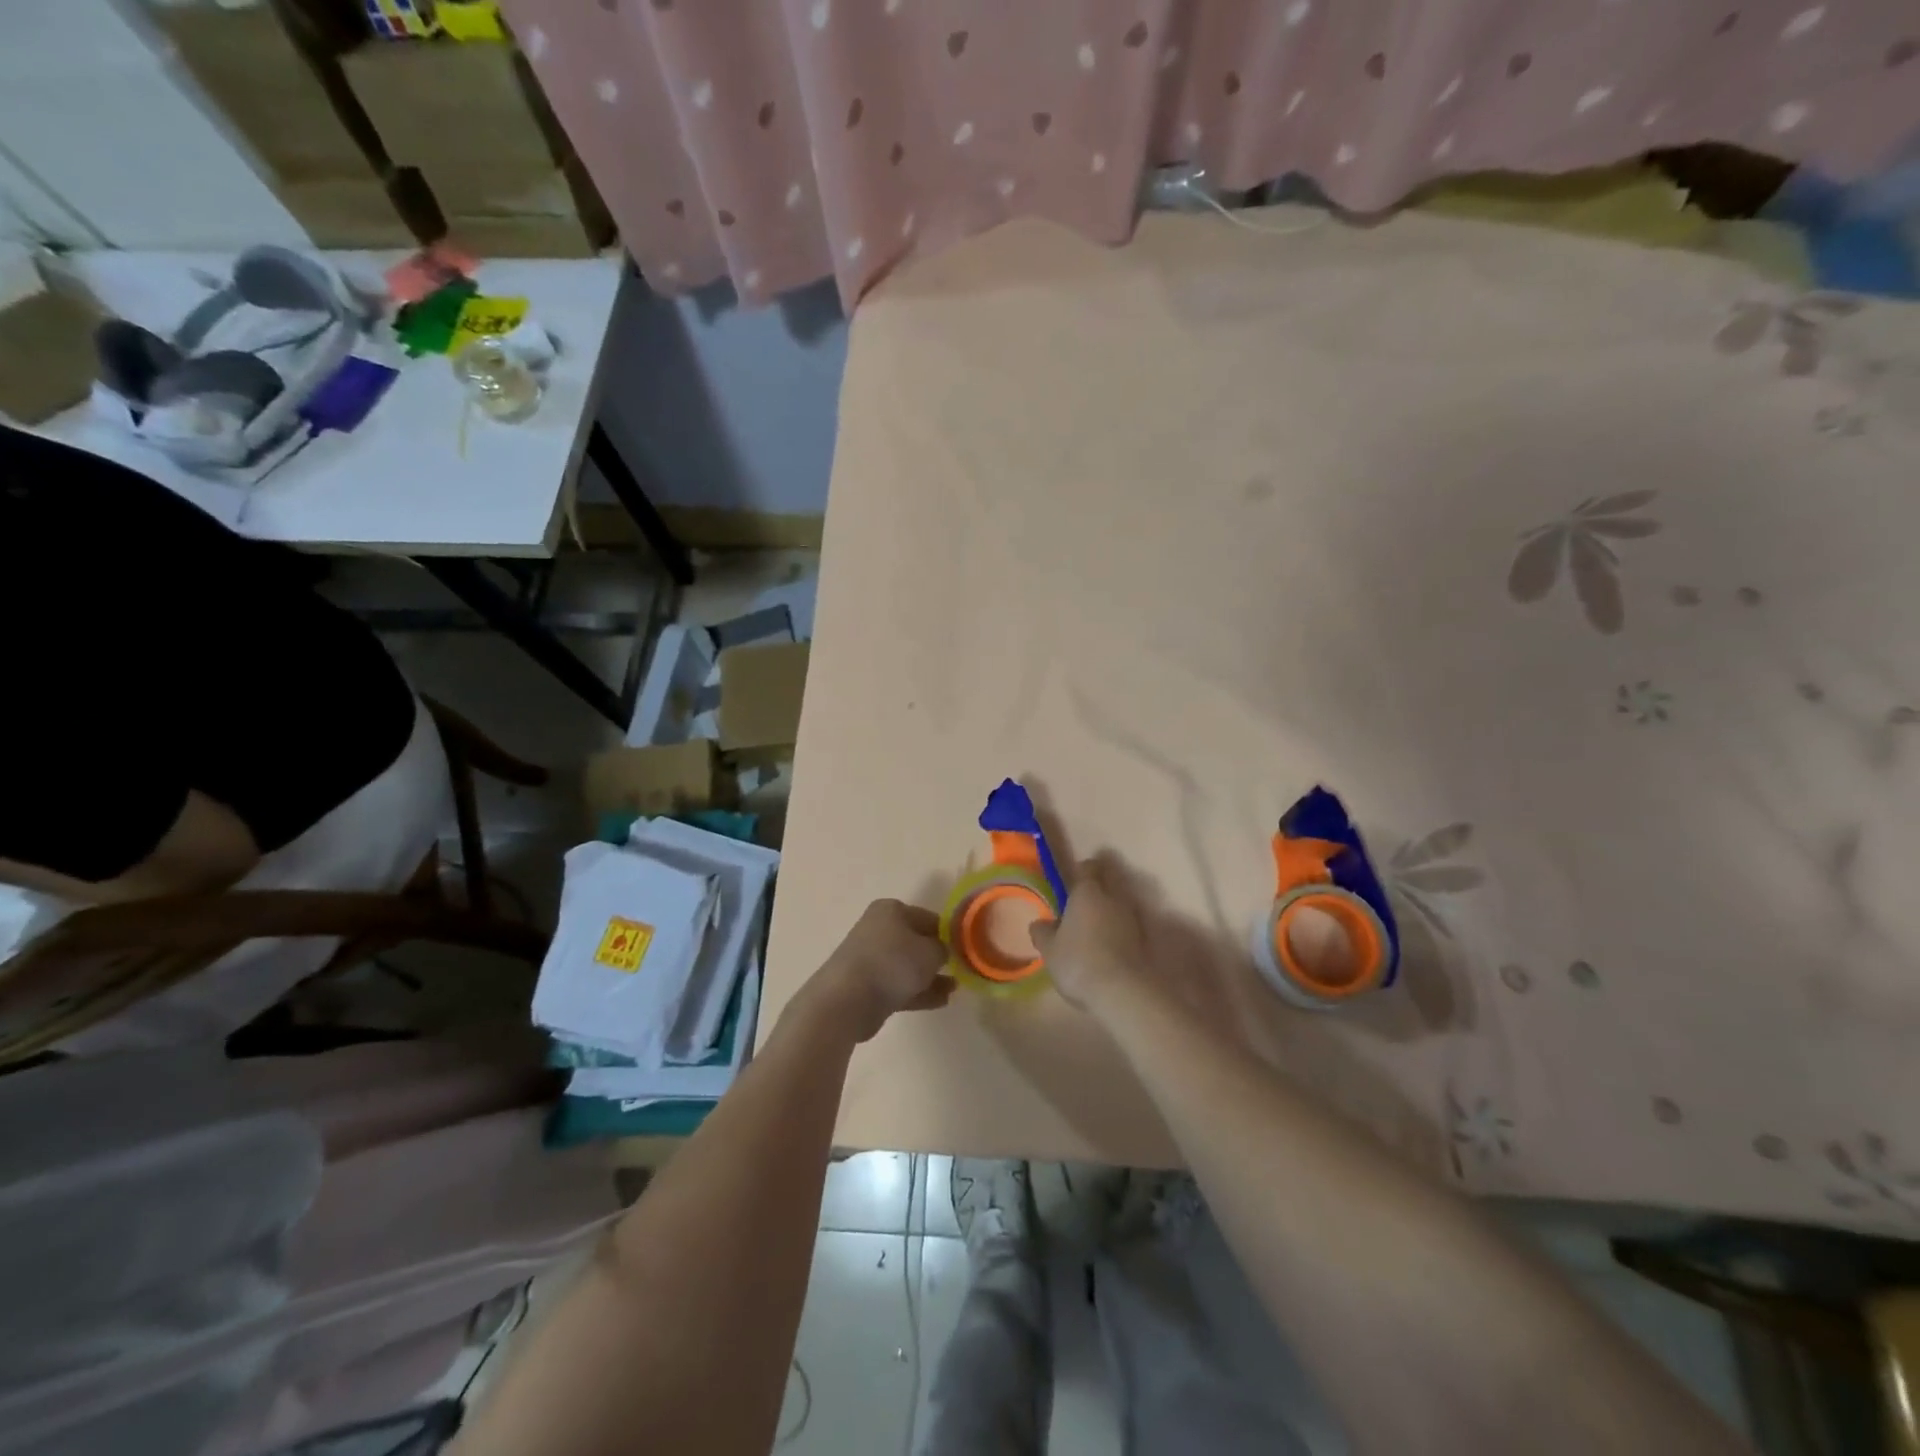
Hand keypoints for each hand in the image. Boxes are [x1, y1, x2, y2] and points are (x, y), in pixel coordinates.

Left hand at [806, 899, 952, 1041]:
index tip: (966, 949)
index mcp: (891, 910)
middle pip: (916, 941)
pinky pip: (900, 986)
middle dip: (938, 956)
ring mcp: (872, 959)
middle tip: (960, 969)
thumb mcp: (930, 952)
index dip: (949, 933)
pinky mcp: (868, 986)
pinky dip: (919, 991)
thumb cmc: (892, 963)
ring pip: (908, 965)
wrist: (847, 1000)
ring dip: (931, 977)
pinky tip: (941, 1001)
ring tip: (954, 988)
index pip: (929, 917)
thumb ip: (943, 949)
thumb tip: (943, 951)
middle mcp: (879, 929)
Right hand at [1029, 856, 1150, 1015]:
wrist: (1122, 992)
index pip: (1088, 867)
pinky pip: (1127, 925)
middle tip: (1081, 904)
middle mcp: (1113, 898)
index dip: (1081, 871)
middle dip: (1097, 888)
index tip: (1072, 882)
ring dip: (1108, 911)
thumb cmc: (1078, 962)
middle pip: (1108, 882)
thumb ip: (1043, 932)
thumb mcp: (1049, 950)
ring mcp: (1132, 918)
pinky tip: (1106, 946)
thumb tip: (1040, 924)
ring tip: (1093, 929)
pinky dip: (1118, 930)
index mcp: (1088, 892)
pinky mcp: (1143, 940)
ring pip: (1119, 904)